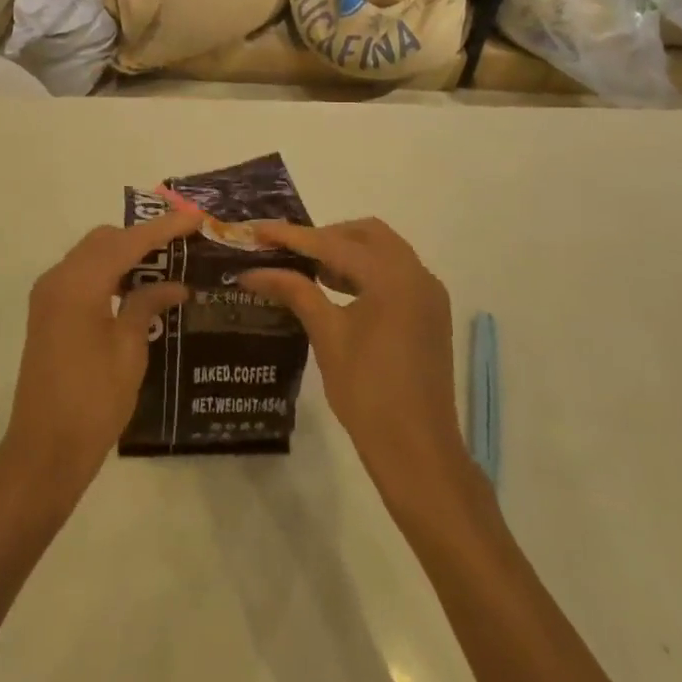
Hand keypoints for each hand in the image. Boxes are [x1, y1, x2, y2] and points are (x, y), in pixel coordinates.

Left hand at [0, 211, 198, 508]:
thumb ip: (147, 306)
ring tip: (166, 261)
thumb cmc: (93, 402)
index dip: (163, 228)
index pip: (127, 242)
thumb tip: (174, 285)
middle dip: (143, 236)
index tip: (196, 218)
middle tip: (182, 242)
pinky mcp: (48, 311)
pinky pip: (82, 274)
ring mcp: (48, 294)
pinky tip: (136, 287)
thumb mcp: (129, 351)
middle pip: (105, 240)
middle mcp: (58, 279)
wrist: (44, 449)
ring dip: (125, 253)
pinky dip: (109, 271)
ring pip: (92, 254)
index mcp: (78, 285)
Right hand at [242, 218, 473, 509]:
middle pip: (366, 233)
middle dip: (325, 236)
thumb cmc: (368, 392)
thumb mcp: (327, 335)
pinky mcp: (430, 313)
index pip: (332, 243)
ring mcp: (428, 294)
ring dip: (346, 252)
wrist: (418, 451)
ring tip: (308, 269)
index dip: (291, 236)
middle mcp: (416, 274)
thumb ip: (294, 291)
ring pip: (383, 250)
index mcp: (392, 277)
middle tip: (288, 252)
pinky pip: (395, 273)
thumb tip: (252, 271)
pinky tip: (337, 289)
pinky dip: (365, 270)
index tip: (256, 229)